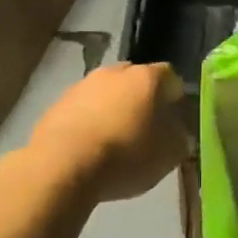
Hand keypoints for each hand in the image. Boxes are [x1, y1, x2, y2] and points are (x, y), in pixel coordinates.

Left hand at [29, 62, 188, 201]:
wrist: (62, 165)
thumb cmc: (125, 155)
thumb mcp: (168, 155)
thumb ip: (179, 138)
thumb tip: (178, 133)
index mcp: (146, 78)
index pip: (170, 77)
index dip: (175, 98)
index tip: (175, 120)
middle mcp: (114, 72)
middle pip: (135, 80)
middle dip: (142, 99)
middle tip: (145, 128)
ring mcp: (82, 85)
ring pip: (106, 93)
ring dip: (113, 109)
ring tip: (114, 140)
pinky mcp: (57, 104)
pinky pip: (82, 108)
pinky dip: (89, 122)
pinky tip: (89, 147)